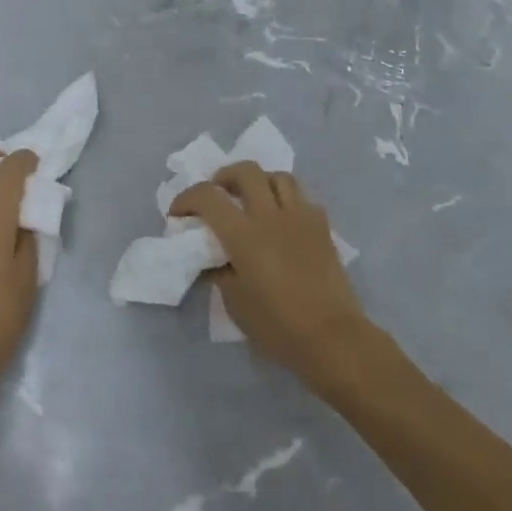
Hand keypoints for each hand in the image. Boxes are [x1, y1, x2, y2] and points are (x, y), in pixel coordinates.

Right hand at [170, 162, 374, 388]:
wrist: (333, 339)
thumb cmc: (278, 326)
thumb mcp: (234, 303)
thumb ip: (219, 272)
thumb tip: (213, 258)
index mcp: (243, 234)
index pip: (208, 196)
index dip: (186, 198)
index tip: (178, 214)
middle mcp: (270, 215)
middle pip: (245, 171)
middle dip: (225, 177)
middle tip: (218, 194)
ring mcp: (300, 217)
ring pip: (278, 177)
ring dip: (260, 182)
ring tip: (253, 200)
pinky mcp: (323, 227)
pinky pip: (303, 199)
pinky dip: (288, 201)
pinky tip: (284, 220)